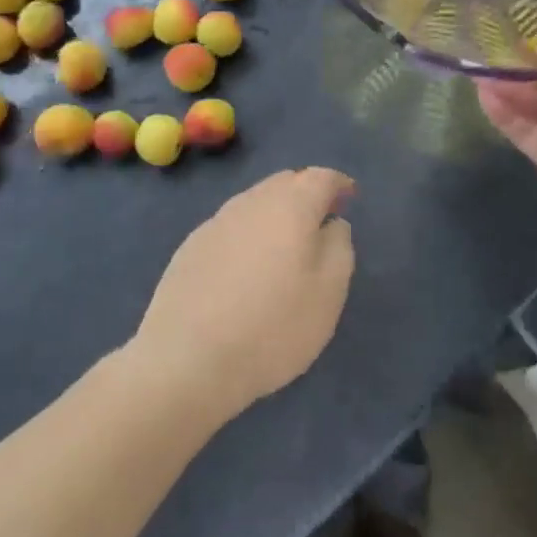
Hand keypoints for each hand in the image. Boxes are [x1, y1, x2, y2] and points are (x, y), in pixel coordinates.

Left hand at [132, 169, 356, 425]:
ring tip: (286, 245)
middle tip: (321, 220)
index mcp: (290, 206)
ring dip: (276, 212)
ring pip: (254, 202)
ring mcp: (215, 223)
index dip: (338, 184)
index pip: (320, 177)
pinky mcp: (190, 247)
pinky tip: (248, 267)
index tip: (349, 197)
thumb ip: (339, 247)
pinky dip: (248, 234)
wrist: (187, 358)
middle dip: (306, 193)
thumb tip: (332, 224)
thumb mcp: (328, 292)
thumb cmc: (273, 326)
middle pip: (284, 182)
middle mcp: (251, 202)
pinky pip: (231, 227)